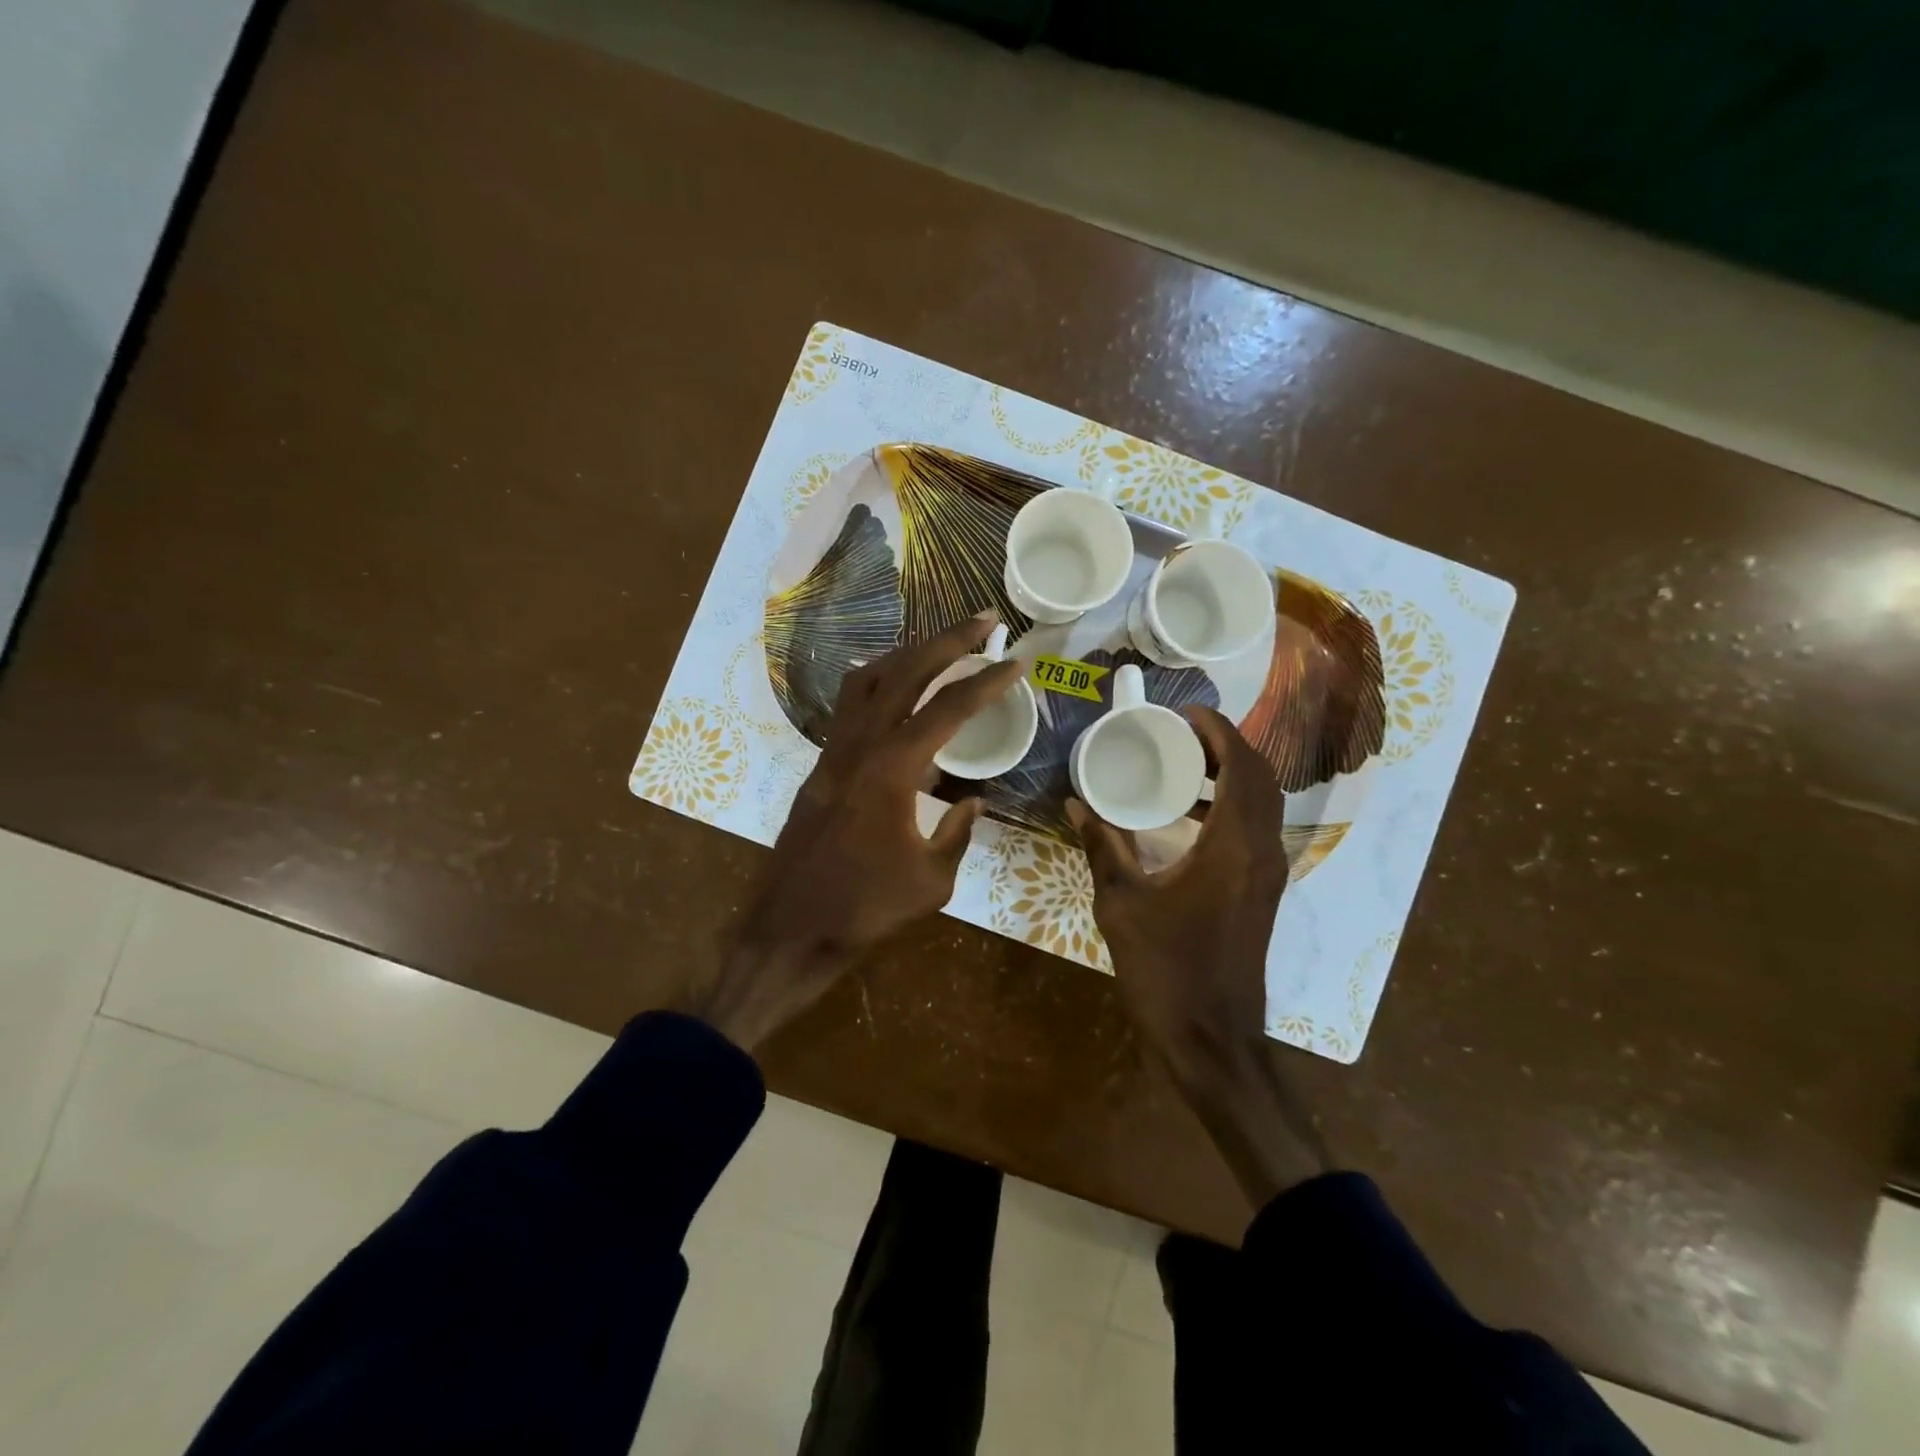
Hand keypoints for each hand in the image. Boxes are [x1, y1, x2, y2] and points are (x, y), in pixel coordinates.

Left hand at [689, 613, 1024, 1051]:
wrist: (792, 927)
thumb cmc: (865, 908)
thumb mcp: (932, 879)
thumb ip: (957, 833)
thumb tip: (971, 803)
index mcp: (893, 768)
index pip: (949, 709)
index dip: (987, 681)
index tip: (1016, 661)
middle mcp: (860, 745)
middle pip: (906, 671)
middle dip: (948, 639)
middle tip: (984, 621)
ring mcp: (834, 751)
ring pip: (869, 679)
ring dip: (908, 653)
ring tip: (942, 645)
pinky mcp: (821, 766)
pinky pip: (850, 706)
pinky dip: (879, 684)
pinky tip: (898, 695)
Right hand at [1069, 707, 1329, 1207]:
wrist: (1210, 1040)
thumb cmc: (1164, 969)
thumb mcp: (1122, 903)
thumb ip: (1102, 847)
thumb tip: (1076, 805)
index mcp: (1234, 846)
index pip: (1242, 767)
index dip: (1219, 731)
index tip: (1186, 712)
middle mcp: (1262, 852)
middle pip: (1261, 779)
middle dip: (1226, 747)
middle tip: (1181, 733)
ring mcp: (1268, 875)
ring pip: (1262, 805)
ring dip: (1231, 776)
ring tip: (1182, 764)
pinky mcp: (1261, 893)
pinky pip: (1254, 831)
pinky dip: (1230, 808)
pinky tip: (1186, 817)